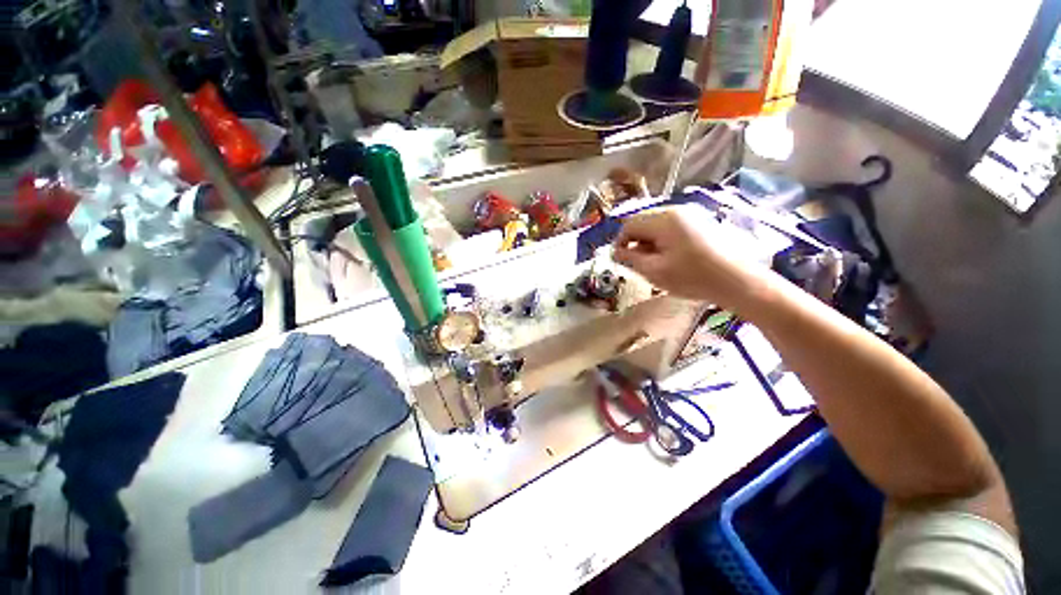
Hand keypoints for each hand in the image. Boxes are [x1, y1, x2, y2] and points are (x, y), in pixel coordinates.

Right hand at [612, 205, 771, 309]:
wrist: (738, 280)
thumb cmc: (693, 277)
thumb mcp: (655, 271)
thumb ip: (630, 259)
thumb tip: (614, 252)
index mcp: (664, 219)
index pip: (629, 224)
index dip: (620, 242)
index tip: (620, 260)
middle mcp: (676, 210)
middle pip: (643, 222)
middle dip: (635, 242)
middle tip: (638, 264)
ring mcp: (690, 215)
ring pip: (656, 225)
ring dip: (649, 242)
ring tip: (655, 263)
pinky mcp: (700, 222)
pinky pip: (671, 228)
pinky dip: (663, 241)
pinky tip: (671, 258)